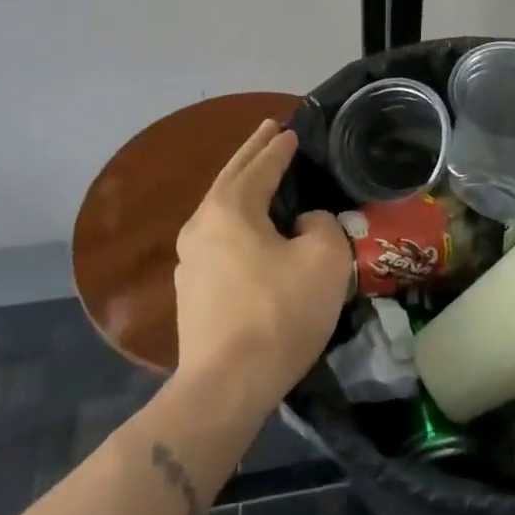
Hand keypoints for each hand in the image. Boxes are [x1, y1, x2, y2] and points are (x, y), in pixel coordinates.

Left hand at [173, 119, 351, 407]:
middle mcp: (202, 223)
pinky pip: (218, 235)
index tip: (293, 130)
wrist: (226, 386)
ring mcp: (190, 258)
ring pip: (220, 206)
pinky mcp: (192, 288)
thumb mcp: (324, 259)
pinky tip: (247, 225)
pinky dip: (236, 216)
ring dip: (241, 183)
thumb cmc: (279, 313)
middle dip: (253, 151)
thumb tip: (304, 222)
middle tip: (269, 128)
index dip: (280, 147)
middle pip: (232, 176)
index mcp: (231, 208)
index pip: (262, 165)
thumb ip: (321, 224)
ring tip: (259, 170)